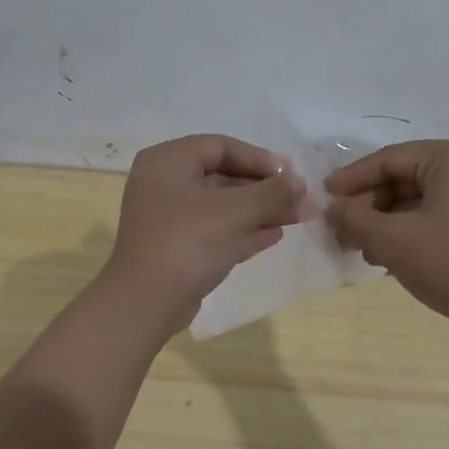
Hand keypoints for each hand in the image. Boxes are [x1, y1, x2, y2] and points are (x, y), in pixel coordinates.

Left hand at [104, 134, 306, 332]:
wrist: (147, 302)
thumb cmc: (189, 242)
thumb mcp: (235, 212)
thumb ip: (272, 193)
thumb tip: (301, 184)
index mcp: (168, 162)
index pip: (221, 147)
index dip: (260, 159)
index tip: (291, 175)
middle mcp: (164, 184)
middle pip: (223, 177)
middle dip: (265, 190)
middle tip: (300, 200)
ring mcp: (169, 218)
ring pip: (222, 206)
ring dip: (260, 211)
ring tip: (297, 218)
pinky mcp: (176, 247)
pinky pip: (215, 230)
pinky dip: (243, 231)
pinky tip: (274, 235)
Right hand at [325, 138, 448, 337]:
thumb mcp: (393, 240)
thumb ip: (354, 218)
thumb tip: (331, 209)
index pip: (389, 159)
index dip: (351, 179)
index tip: (323, 196)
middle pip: (403, 177)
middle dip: (367, 205)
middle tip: (338, 228)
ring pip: (416, 199)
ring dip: (383, 221)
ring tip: (356, 246)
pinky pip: (433, 214)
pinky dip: (406, 230)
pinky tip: (384, 255)